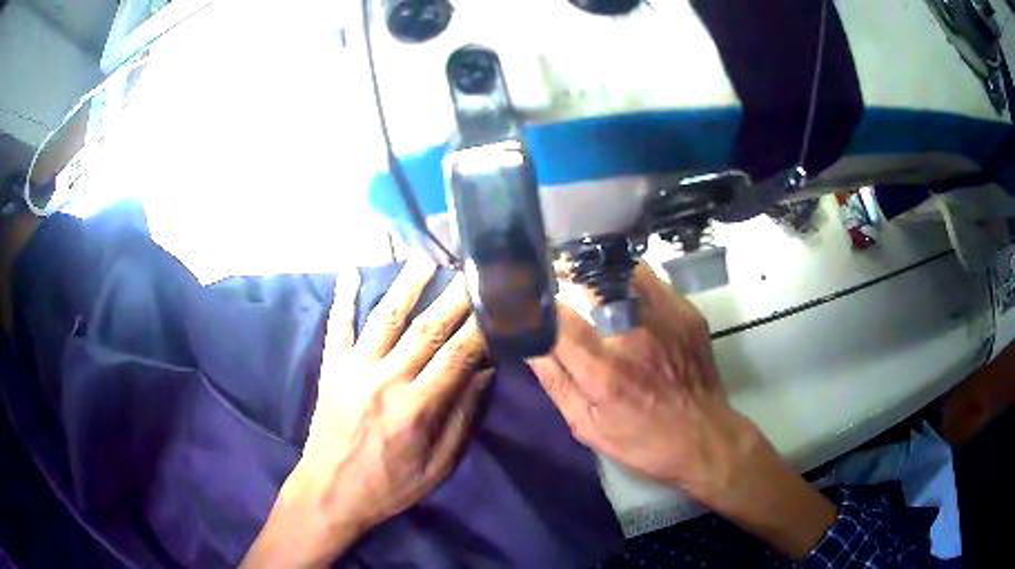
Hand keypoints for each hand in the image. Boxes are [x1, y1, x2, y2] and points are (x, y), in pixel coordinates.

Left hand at [244, 260, 489, 566]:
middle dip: (453, 296)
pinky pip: (337, 326)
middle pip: (426, 329)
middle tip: (472, 267)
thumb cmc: (389, 486)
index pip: (457, 356)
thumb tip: (484, 373)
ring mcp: (353, 369)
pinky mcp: (331, 368)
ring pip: (385, 318)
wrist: (330, 492)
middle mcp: (384, 380)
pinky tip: (350, 270)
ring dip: (407, 284)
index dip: (480, 327)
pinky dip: (343, 297)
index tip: (496, 303)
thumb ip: (461, 418)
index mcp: (415, 408)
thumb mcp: (437, 466)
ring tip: (425, 255)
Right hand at [531, 263, 754, 502]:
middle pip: (590, 283)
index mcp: (603, 371)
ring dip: (598, 272)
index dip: (539, 304)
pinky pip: (650, 279)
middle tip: (557, 275)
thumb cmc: (642, 441)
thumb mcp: (587, 426)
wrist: (704, 437)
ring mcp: (665, 319)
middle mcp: (633, 336)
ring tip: (589, 278)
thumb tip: (529, 345)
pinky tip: (624, 292)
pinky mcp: (686, 312)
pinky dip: (629, 279)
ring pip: (621, 271)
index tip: (530, 296)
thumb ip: (555, 382)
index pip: (559, 320)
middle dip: (567, 273)